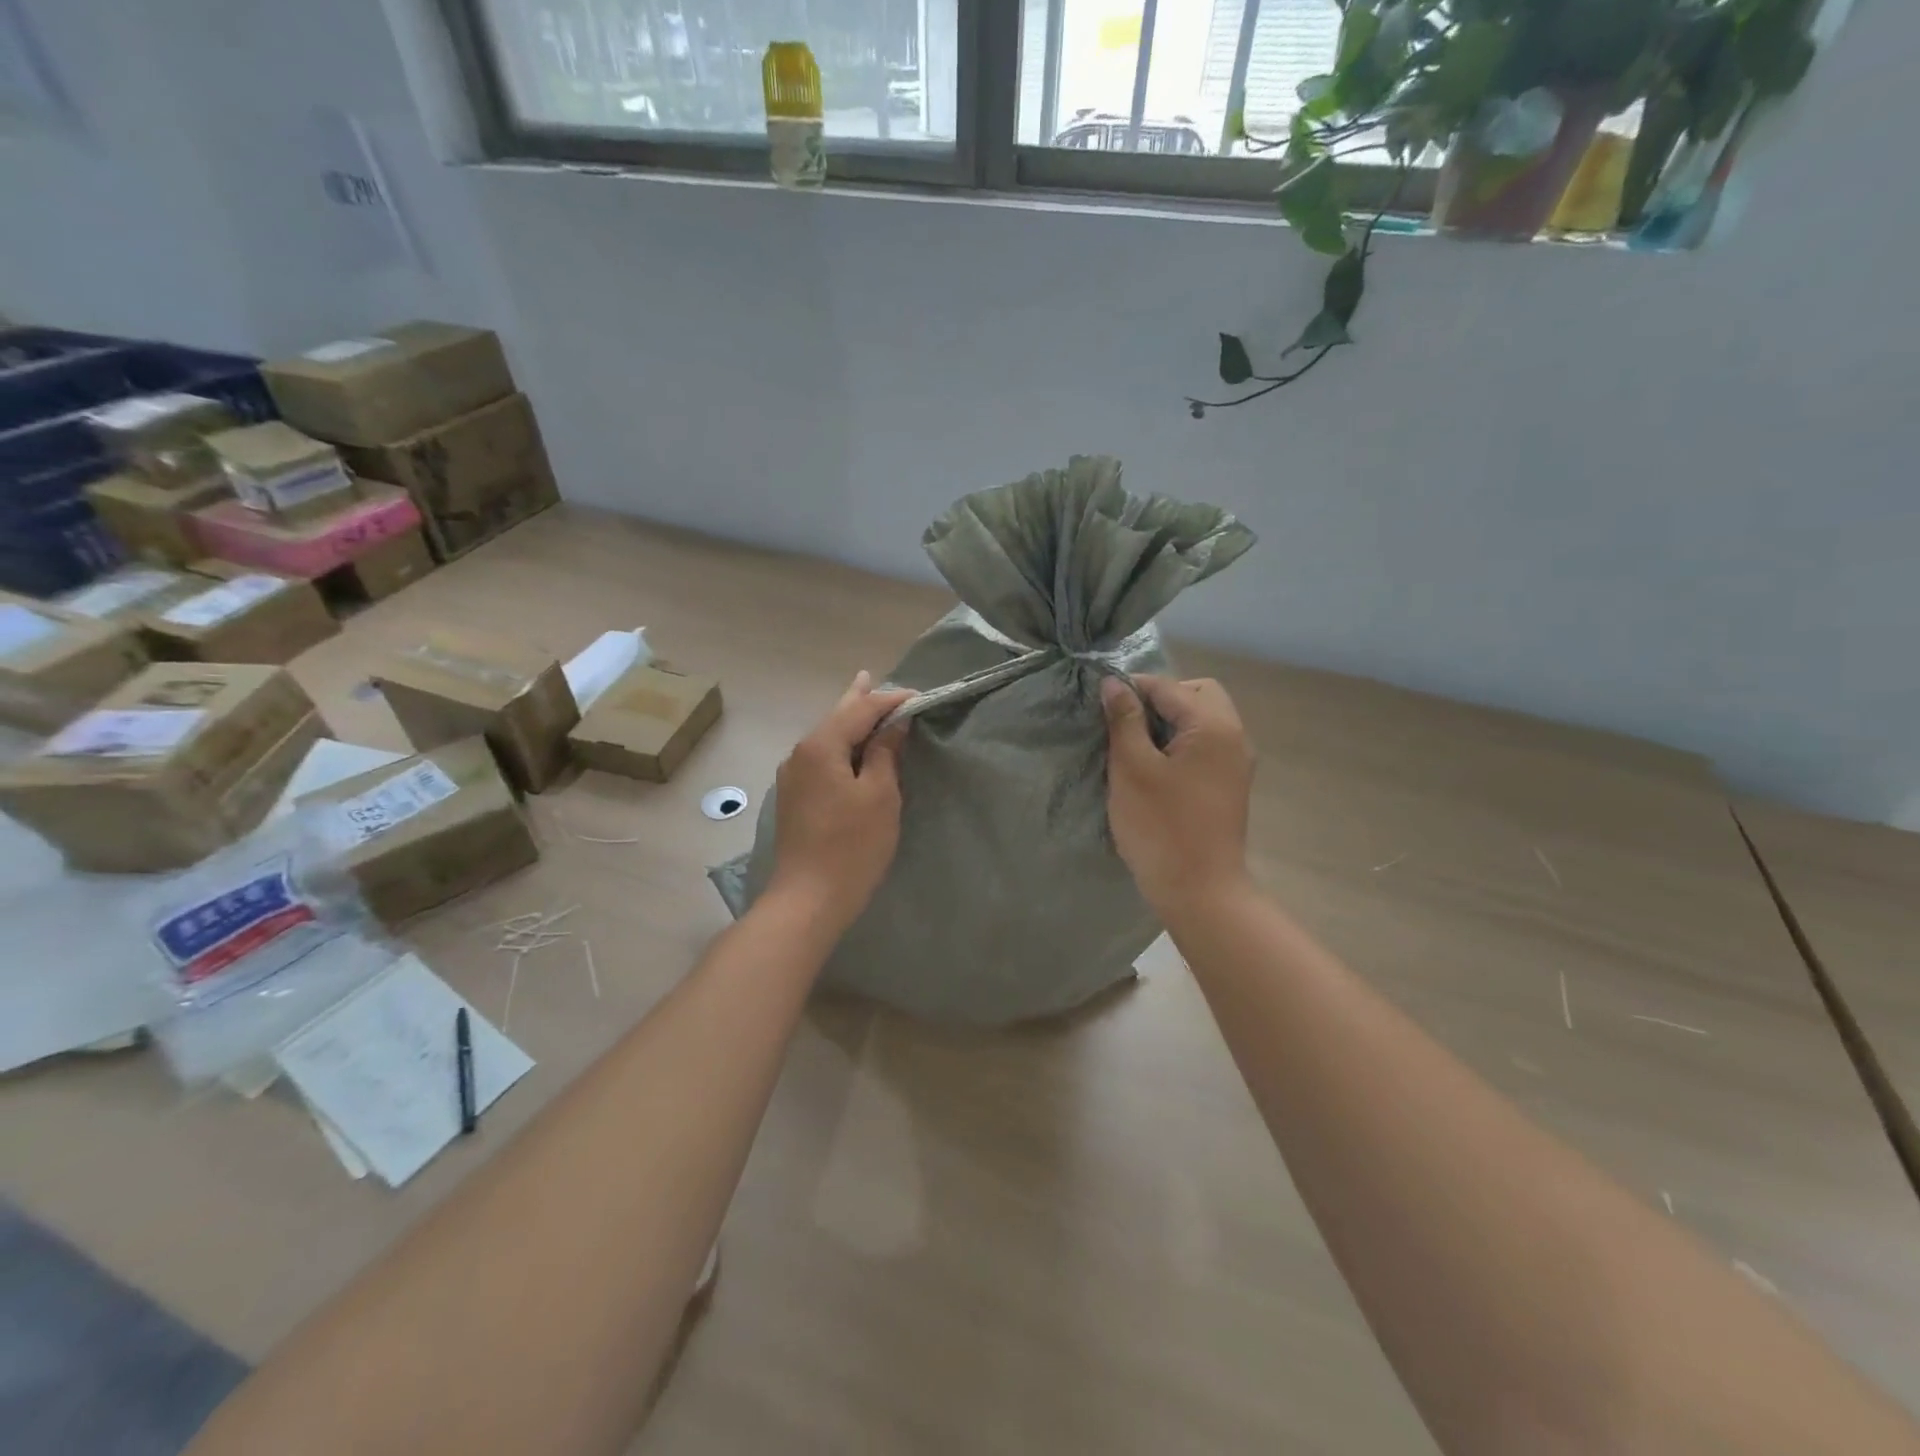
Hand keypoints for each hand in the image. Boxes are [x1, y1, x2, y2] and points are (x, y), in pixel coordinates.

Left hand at [768, 671, 913, 932]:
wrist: (808, 899)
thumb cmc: (852, 845)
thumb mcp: (880, 795)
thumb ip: (885, 753)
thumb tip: (892, 724)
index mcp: (821, 746)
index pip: (860, 709)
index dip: (890, 700)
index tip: (919, 697)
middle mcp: (800, 753)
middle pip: (836, 717)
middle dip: (859, 700)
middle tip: (871, 677)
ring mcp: (793, 776)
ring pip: (826, 737)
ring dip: (848, 721)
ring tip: (861, 701)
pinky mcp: (794, 797)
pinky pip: (821, 757)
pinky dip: (840, 745)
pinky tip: (847, 746)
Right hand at [1101, 674, 1254, 920]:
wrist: (1200, 891)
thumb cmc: (1161, 827)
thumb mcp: (1132, 768)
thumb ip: (1125, 720)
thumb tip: (1114, 682)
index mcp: (1213, 726)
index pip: (1168, 686)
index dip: (1131, 688)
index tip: (1100, 704)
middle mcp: (1234, 736)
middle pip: (1197, 694)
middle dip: (1160, 699)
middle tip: (1126, 724)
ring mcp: (1236, 762)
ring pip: (1203, 720)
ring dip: (1170, 722)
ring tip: (1135, 747)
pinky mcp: (1230, 784)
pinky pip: (1206, 745)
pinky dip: (1181, 743)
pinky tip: (1155, 768)